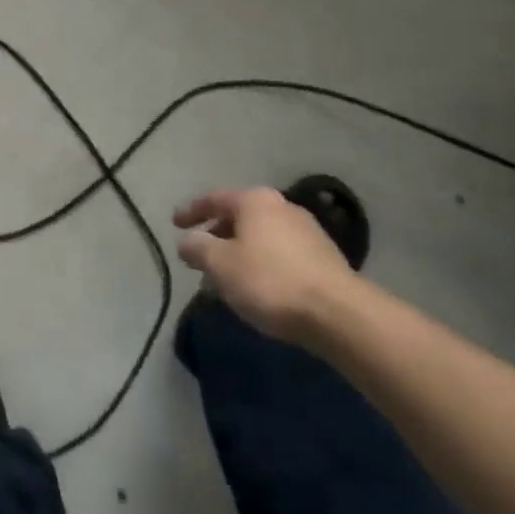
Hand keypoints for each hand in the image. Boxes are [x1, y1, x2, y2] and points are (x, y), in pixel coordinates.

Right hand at [175, 187, 357, 341]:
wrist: (340, 315)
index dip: (191, 211)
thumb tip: (187, 240)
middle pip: (239, 217)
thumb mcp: (220, 264)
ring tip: (226, 278)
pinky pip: (280, 254)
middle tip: (200, 257)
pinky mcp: (325, 258)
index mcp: (254, 201)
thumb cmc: (270, 281)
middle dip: (217, 236)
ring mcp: (307, 231)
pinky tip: (258, 288)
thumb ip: (197, 247)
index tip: (174, 223)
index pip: (213, 198)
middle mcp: (282, 207)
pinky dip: (262, 264)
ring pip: (260, 237)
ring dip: (239, 253)